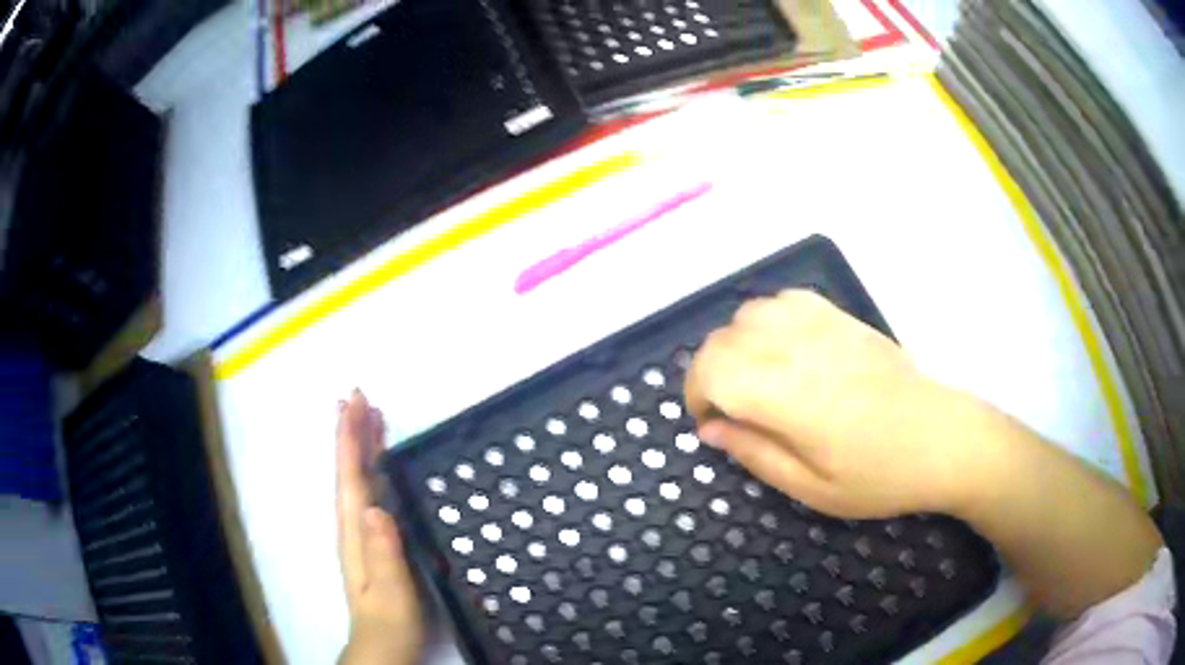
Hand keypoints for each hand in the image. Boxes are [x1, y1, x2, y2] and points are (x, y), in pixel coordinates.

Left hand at [336, 390, 422, 664]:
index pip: (349, 478)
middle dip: (351, 432)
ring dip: (358, 446)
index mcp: (355, 533)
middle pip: (347, 471)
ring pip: (355, 479)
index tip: (352, 404)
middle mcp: (352, 526)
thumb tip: (375, 507)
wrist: (382, 644)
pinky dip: (368, 470)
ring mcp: (359, 533)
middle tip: (357, 395)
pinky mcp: (370, 541)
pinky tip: (377, 465)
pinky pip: (365, 492)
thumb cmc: (390, 619)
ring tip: (368, 417)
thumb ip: (383, 552)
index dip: (349, 440)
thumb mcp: (391, 590)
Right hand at [684, 289, 979, 518]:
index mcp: (788, 395)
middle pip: (722, 338)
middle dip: (711, 374)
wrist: (942, 437)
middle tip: (734, 411)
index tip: (711, 423)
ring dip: (737, 346)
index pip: (711, 368)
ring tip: (758, 380)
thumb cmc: (879, 474)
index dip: (695, 394)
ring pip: (748, 314)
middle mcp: (798, 347)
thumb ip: (754, 454)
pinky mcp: (841, 316)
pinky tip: (786, 351)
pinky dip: (768, 322)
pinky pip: (784, 301)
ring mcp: (822, 325)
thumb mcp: (811, 488)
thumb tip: (710, 428)